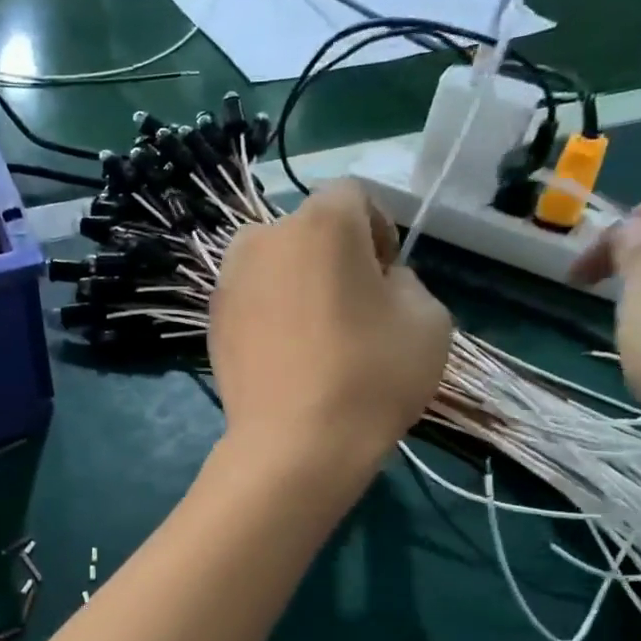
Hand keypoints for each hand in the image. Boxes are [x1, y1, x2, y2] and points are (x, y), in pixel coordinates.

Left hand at [210, 181, 451, 473]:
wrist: (293, 445)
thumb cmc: (370, 376)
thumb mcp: (429, 319)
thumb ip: (405, 281)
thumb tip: (377, 282)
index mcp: (320, 222)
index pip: (354, 196)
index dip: (379, 230)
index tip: (387, 277)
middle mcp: (263, 238)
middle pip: (309, 229)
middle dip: (336, 255)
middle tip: (355, 308)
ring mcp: (229, 279)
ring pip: (276, 263)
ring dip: (300, 281)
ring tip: (318, 333)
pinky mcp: (212, 319)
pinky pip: (253, 297)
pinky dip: (272, 311)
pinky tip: (287, 354)